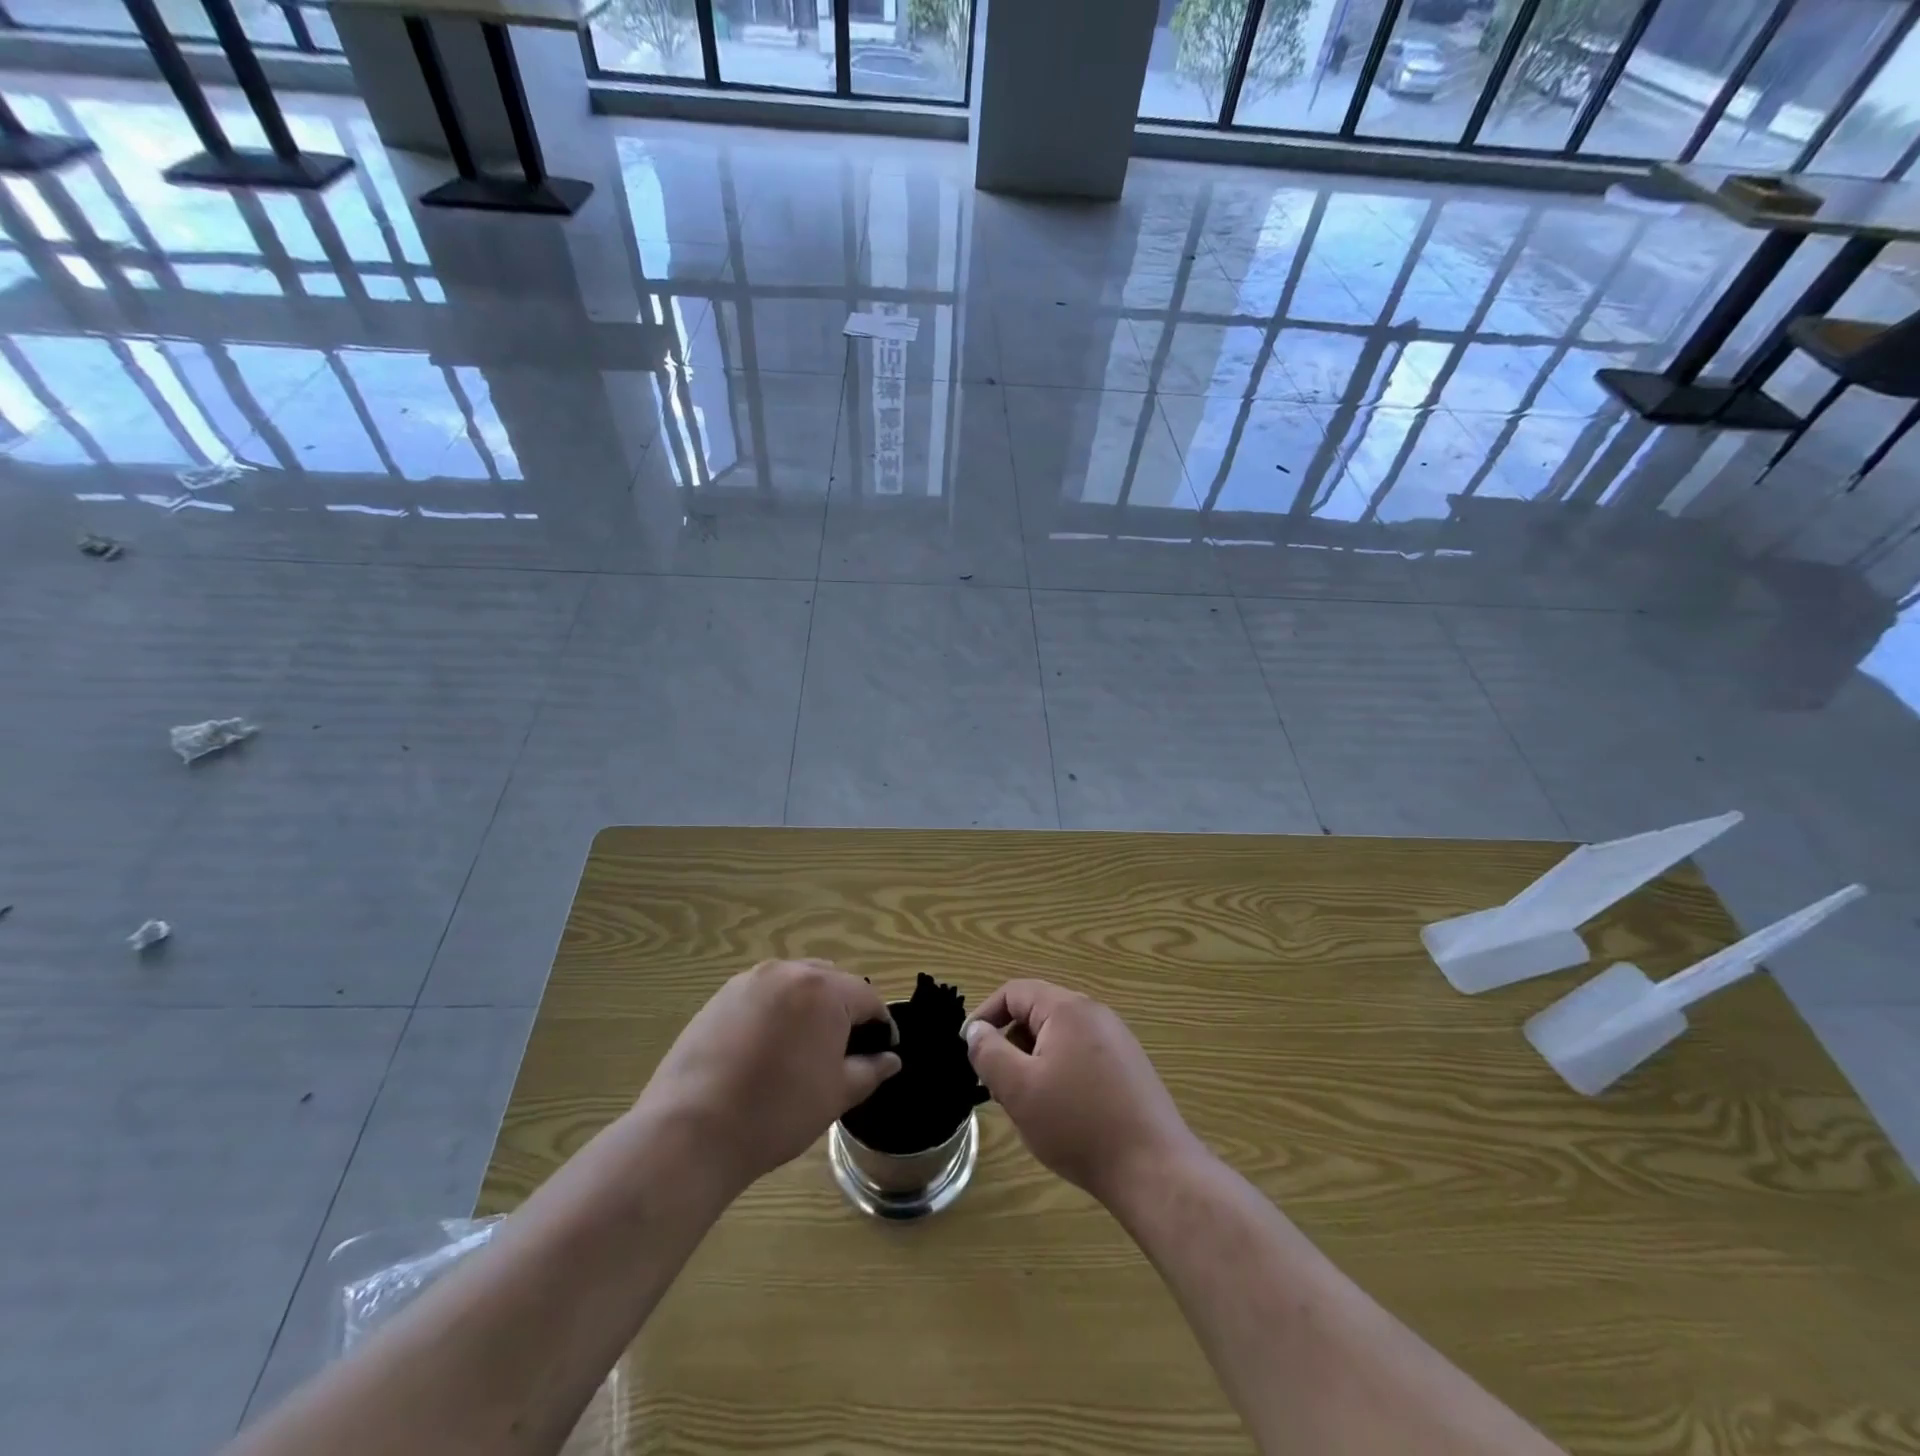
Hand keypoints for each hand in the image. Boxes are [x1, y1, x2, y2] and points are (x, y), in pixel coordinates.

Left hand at [639, 959, 899, 1196]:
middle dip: (844, 1010)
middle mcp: (789, 971)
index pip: (868, 998)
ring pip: (796, 984)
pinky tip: (765, 1050)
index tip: (880, 1055)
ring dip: (808, 1007)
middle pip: (832, 982)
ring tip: (802, 1050)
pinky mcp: (721, 996)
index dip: (880, 1026)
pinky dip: (776, 1012)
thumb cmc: (777, 1112)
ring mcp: (750, 980)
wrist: (691, 1130)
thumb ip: (870, 1070)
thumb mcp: (835, 1095)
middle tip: (841, 1053)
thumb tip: (891, 1059)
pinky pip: (764, 994)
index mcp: (825, 989)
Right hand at [964, 979, 1199, 1203]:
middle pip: (1037, 1013)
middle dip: (1010, 1044)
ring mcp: (1117, 1040)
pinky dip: (1059, 1074)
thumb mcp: (1019, 1089)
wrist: (1154, 1169)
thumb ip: (989, 1053)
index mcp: (1067, 1008)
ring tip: (1027, 1105)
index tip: (968, 1050)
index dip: (985, 1015)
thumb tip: (975, 1029)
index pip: (1014, 992)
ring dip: (1033, 1062)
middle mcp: (1095, 1013)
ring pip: (1058, 1037)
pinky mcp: (1129, 1067)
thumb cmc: (1078, 1124)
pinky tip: (1061, 1114)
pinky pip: (1081, 1056)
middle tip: (997, 1086)